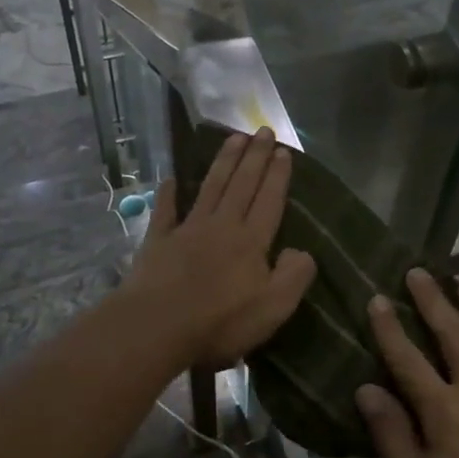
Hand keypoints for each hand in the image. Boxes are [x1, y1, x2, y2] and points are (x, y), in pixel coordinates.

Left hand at [126, 128, 317, 369]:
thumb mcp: (273, 308)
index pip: (269, 200)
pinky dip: (169, 193)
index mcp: (251, 241)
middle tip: (263, 130)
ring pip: (210, 187)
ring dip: (223, 162)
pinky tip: (171, 178)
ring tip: (234, 138)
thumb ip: (294, 276)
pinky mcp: (158, 241)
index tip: (284, 151)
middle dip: (254, 156)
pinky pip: (165, 211)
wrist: (157, 327)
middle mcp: (222, 226)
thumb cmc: (220, 322)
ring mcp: (187, 230)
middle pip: (242, 184)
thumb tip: (302, 251)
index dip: (278, 175)